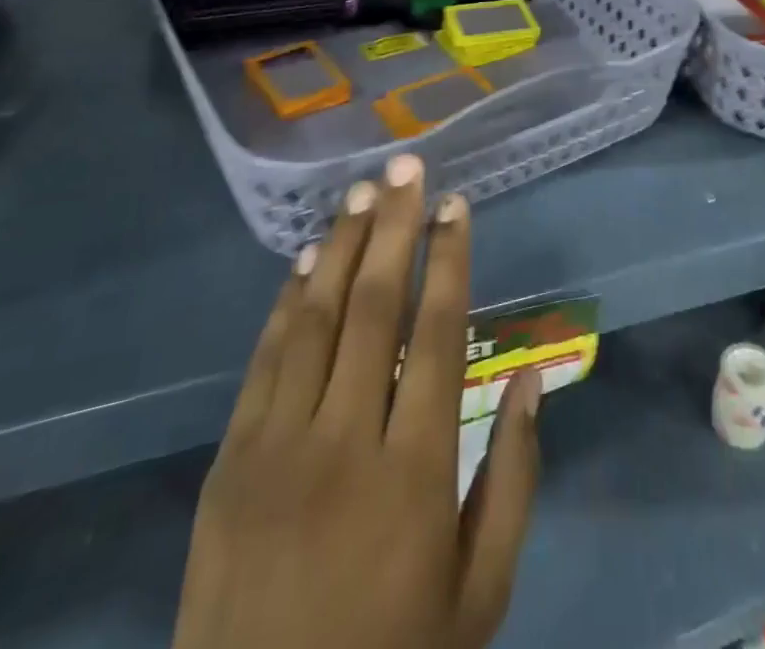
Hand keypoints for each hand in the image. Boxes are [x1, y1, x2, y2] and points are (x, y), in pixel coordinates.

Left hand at [173, 155, 540, 648]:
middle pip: (375, 307)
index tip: (455, 205)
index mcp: (418, 473)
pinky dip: (285, 304)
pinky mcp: (230, 464)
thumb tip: (535, 379)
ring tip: (361, 193)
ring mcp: (278, 449)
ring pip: (315, 320)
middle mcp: (347, 442)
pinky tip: (302, 262)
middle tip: (405, 168)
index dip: (449, 259)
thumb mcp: (482, 595)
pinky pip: (264, 363)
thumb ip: (514, 480)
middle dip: (394, 227)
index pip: (439, 333)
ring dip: (340, 247)